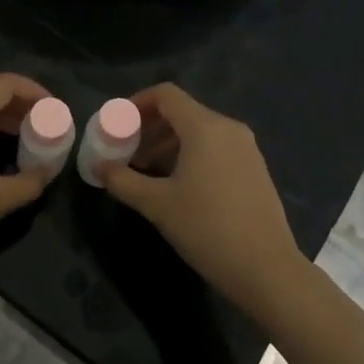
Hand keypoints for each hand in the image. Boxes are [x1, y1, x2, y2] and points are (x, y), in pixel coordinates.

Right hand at [97, 83, 309, 321]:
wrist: (266, 269)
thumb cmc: (207, 228)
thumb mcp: (157, 204)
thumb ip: (122, 180)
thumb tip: (97, 167)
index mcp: (204, 127)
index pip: (166, 94)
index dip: (137, 103)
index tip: (118, 125)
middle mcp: (228, 128)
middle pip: (182, 111)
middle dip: (150, 127)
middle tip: (127, 152)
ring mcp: (246, 148)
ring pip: (200, 131)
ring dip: (169, 143)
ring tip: (148, 171)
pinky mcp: (255, 168)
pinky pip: (216, 147)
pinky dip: (192, 154)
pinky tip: (179, 185)